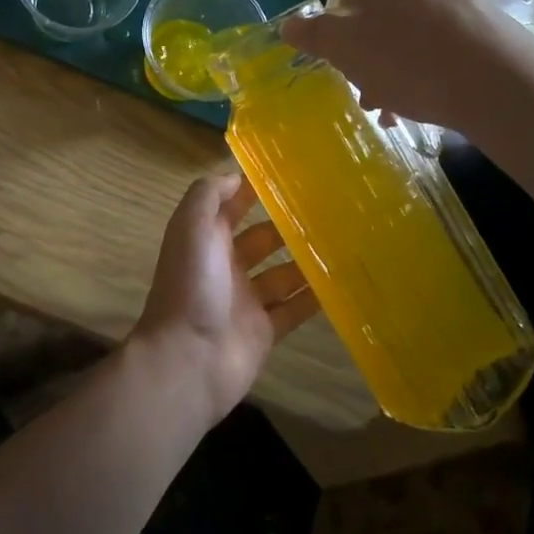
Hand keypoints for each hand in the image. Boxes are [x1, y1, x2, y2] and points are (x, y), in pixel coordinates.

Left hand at [130, 172, 318, 425]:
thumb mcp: (191, 226)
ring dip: (307, 260)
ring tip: (344, 241)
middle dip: (288, 225)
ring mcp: (246, 300)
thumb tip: (236, 175)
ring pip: (282, 273)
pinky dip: (315, 298)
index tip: (291, 173)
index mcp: (206, 239)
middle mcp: (226, 265)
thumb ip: (209, 195)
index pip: (232, 206)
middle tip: (330, 209)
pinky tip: (343, 283)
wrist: (188, 359)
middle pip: (262, 238)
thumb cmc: (190, 285)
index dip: (254, 190)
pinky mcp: (264, 330)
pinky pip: (294, 309)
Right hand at [280, 0, 533, 132]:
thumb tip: (287, 25)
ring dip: (395, 68)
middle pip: (380, 17)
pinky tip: (427, 99)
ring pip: (410, 33)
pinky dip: (427, 67)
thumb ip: (312, 34)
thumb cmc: (407, 58)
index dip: (342, 39)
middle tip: (371, 94)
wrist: (496, 84)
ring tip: (396, 107)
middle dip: (370, 57)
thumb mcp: (343, 48)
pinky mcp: (485, 19)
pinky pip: (440, 42)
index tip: (348, 71)